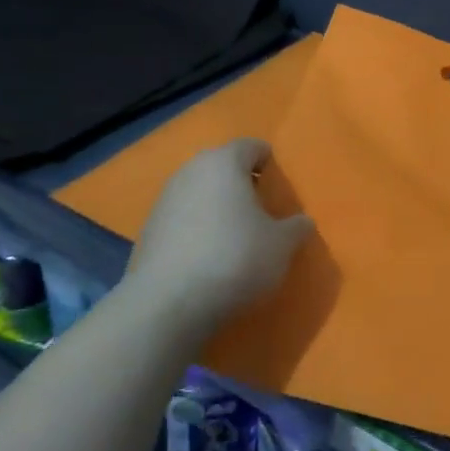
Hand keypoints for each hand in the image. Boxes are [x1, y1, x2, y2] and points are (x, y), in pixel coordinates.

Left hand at [129, 139, 312, 339]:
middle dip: (242, 183)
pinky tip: (208, 257)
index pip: (251, 146)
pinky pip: (182, 219)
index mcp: (224, 163)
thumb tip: (302, 221)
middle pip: (221, 167)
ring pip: (199, 193)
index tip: (279, 183)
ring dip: (217, 207)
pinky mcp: (147, 231)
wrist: (168, 304)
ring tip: (235, 236)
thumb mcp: (281, 246)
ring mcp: (163, 201)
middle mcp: (190, 172)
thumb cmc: (235, 259)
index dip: (268, 161)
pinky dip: (197, 229)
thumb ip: (296, 227)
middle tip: (261, 209)